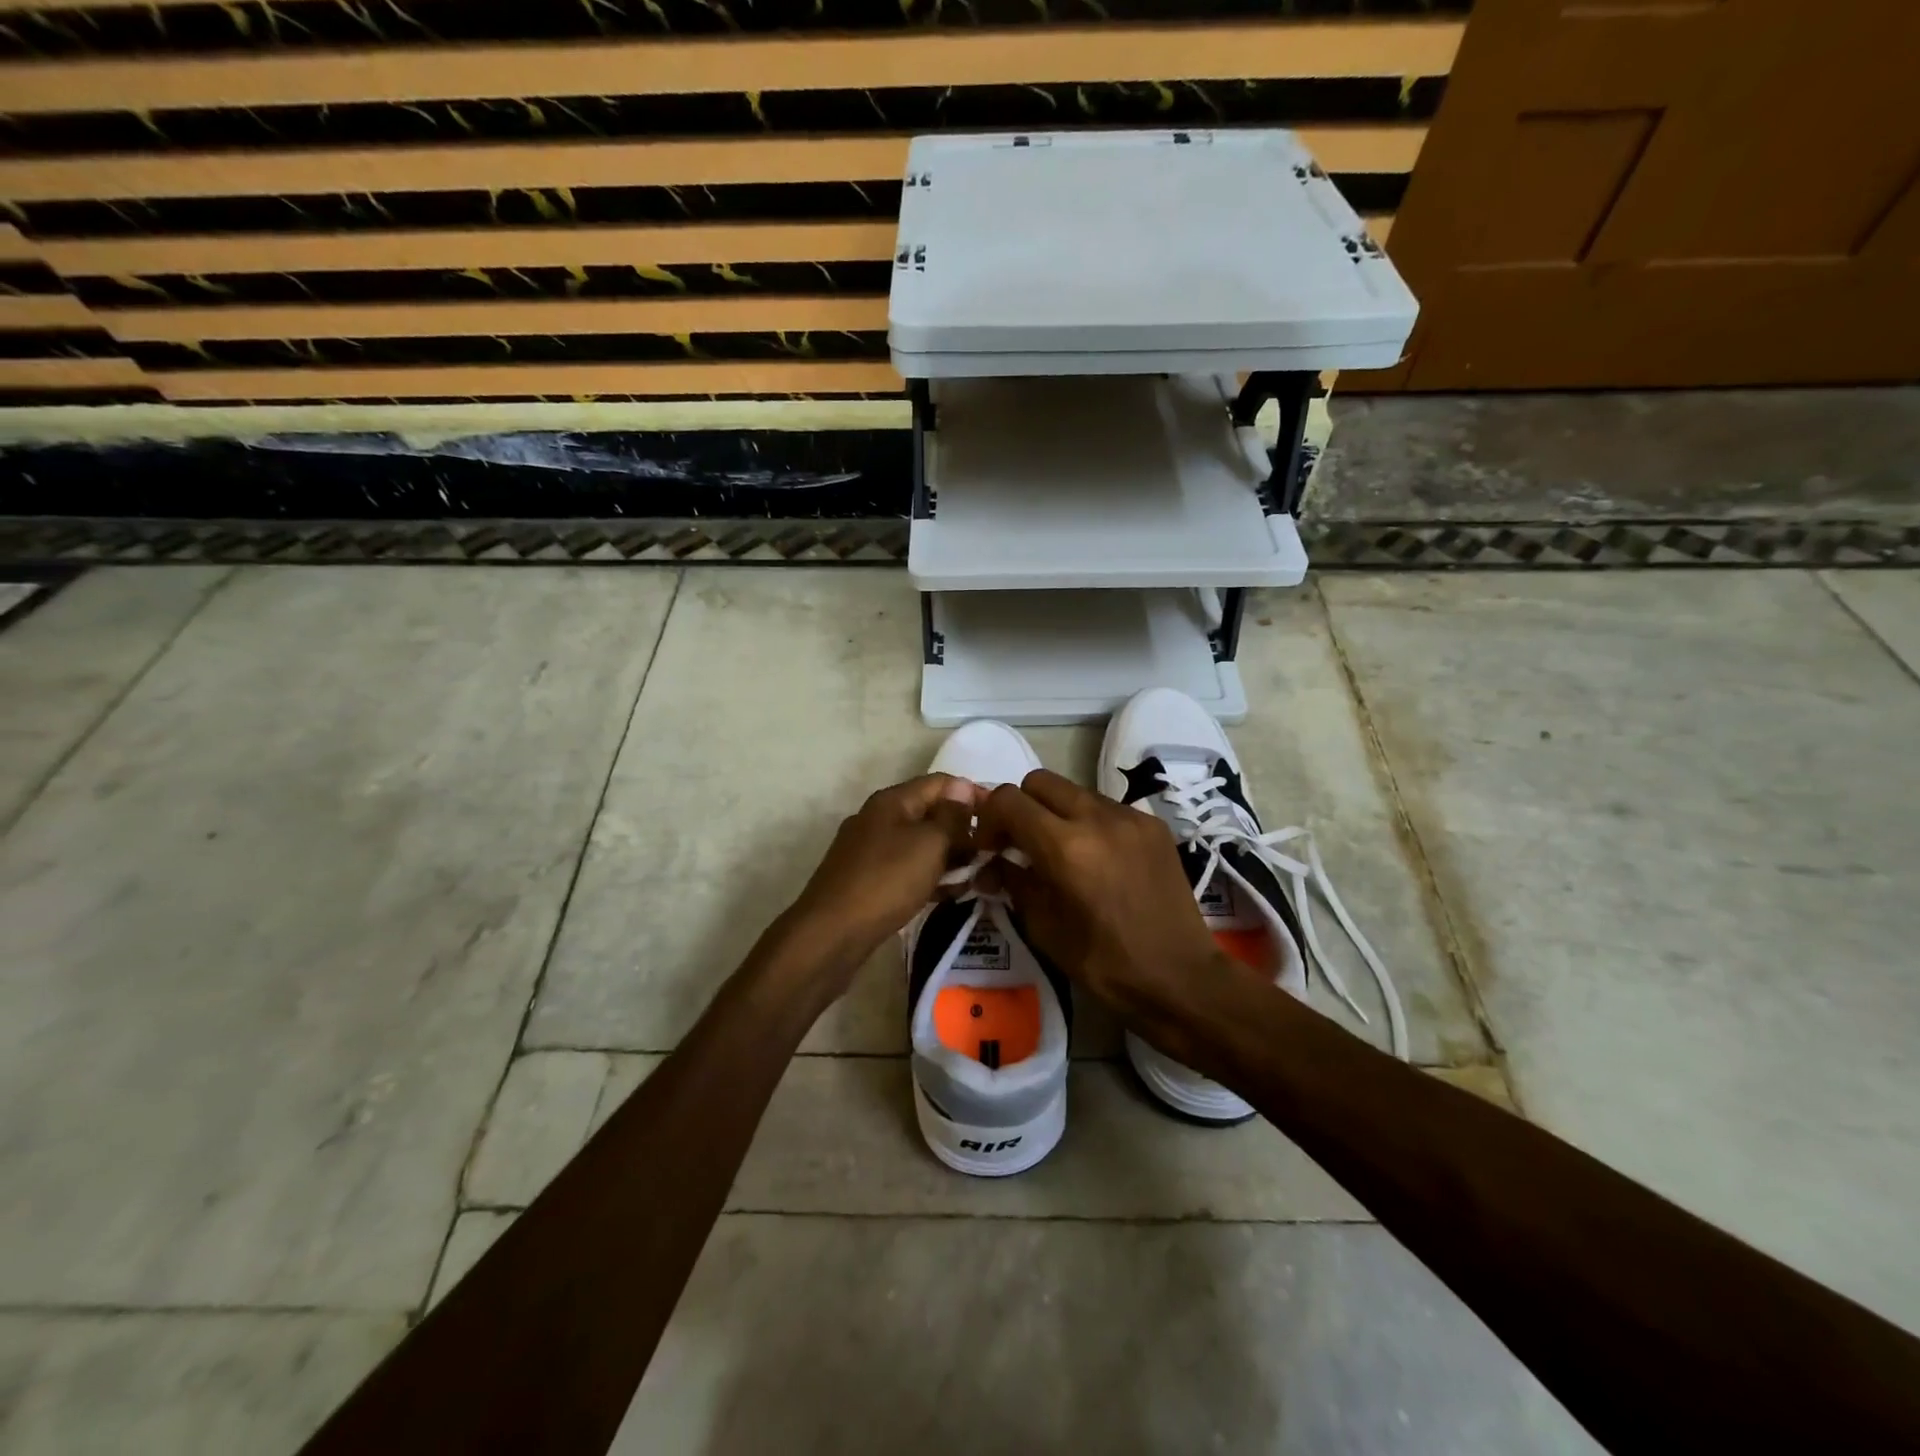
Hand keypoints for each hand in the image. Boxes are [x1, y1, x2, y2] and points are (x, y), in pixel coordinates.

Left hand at [778, 774, 978, 989]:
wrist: (830, 935)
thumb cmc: (886, 882)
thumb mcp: (929, 844)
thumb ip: (951, 816)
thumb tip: (963, 788)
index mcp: (892, 801)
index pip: (941, 783)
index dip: (973, 794)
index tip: (1004, 816)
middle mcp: (879, 819)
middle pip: (931, 813)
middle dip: (964, 829)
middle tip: (995, 852)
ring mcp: (871, 851)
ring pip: (921, 845)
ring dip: (951, 857)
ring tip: (981, 875)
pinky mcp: (868, 881)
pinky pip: (908, 870)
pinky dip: (931, 877)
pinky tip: (952, 894)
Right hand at [977, 770, 1240, 1043]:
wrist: (1181, 978)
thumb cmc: (1105, 964)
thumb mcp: (1044, 928)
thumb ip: (1014, 882)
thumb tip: (994, 862)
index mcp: (1065, 847)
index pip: (1008, 799)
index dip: (989, 819)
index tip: (990, 848)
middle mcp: (1097, 818)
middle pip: (1039, 781)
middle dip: (1021, 807)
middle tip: (1021, 844)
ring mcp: (1130, 817)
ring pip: (1074, 791)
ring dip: (1055, 813)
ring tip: (1060, 853)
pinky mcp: (1153, 825)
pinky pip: (1106, 807)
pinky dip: (1089, 823)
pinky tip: (1097, 859)